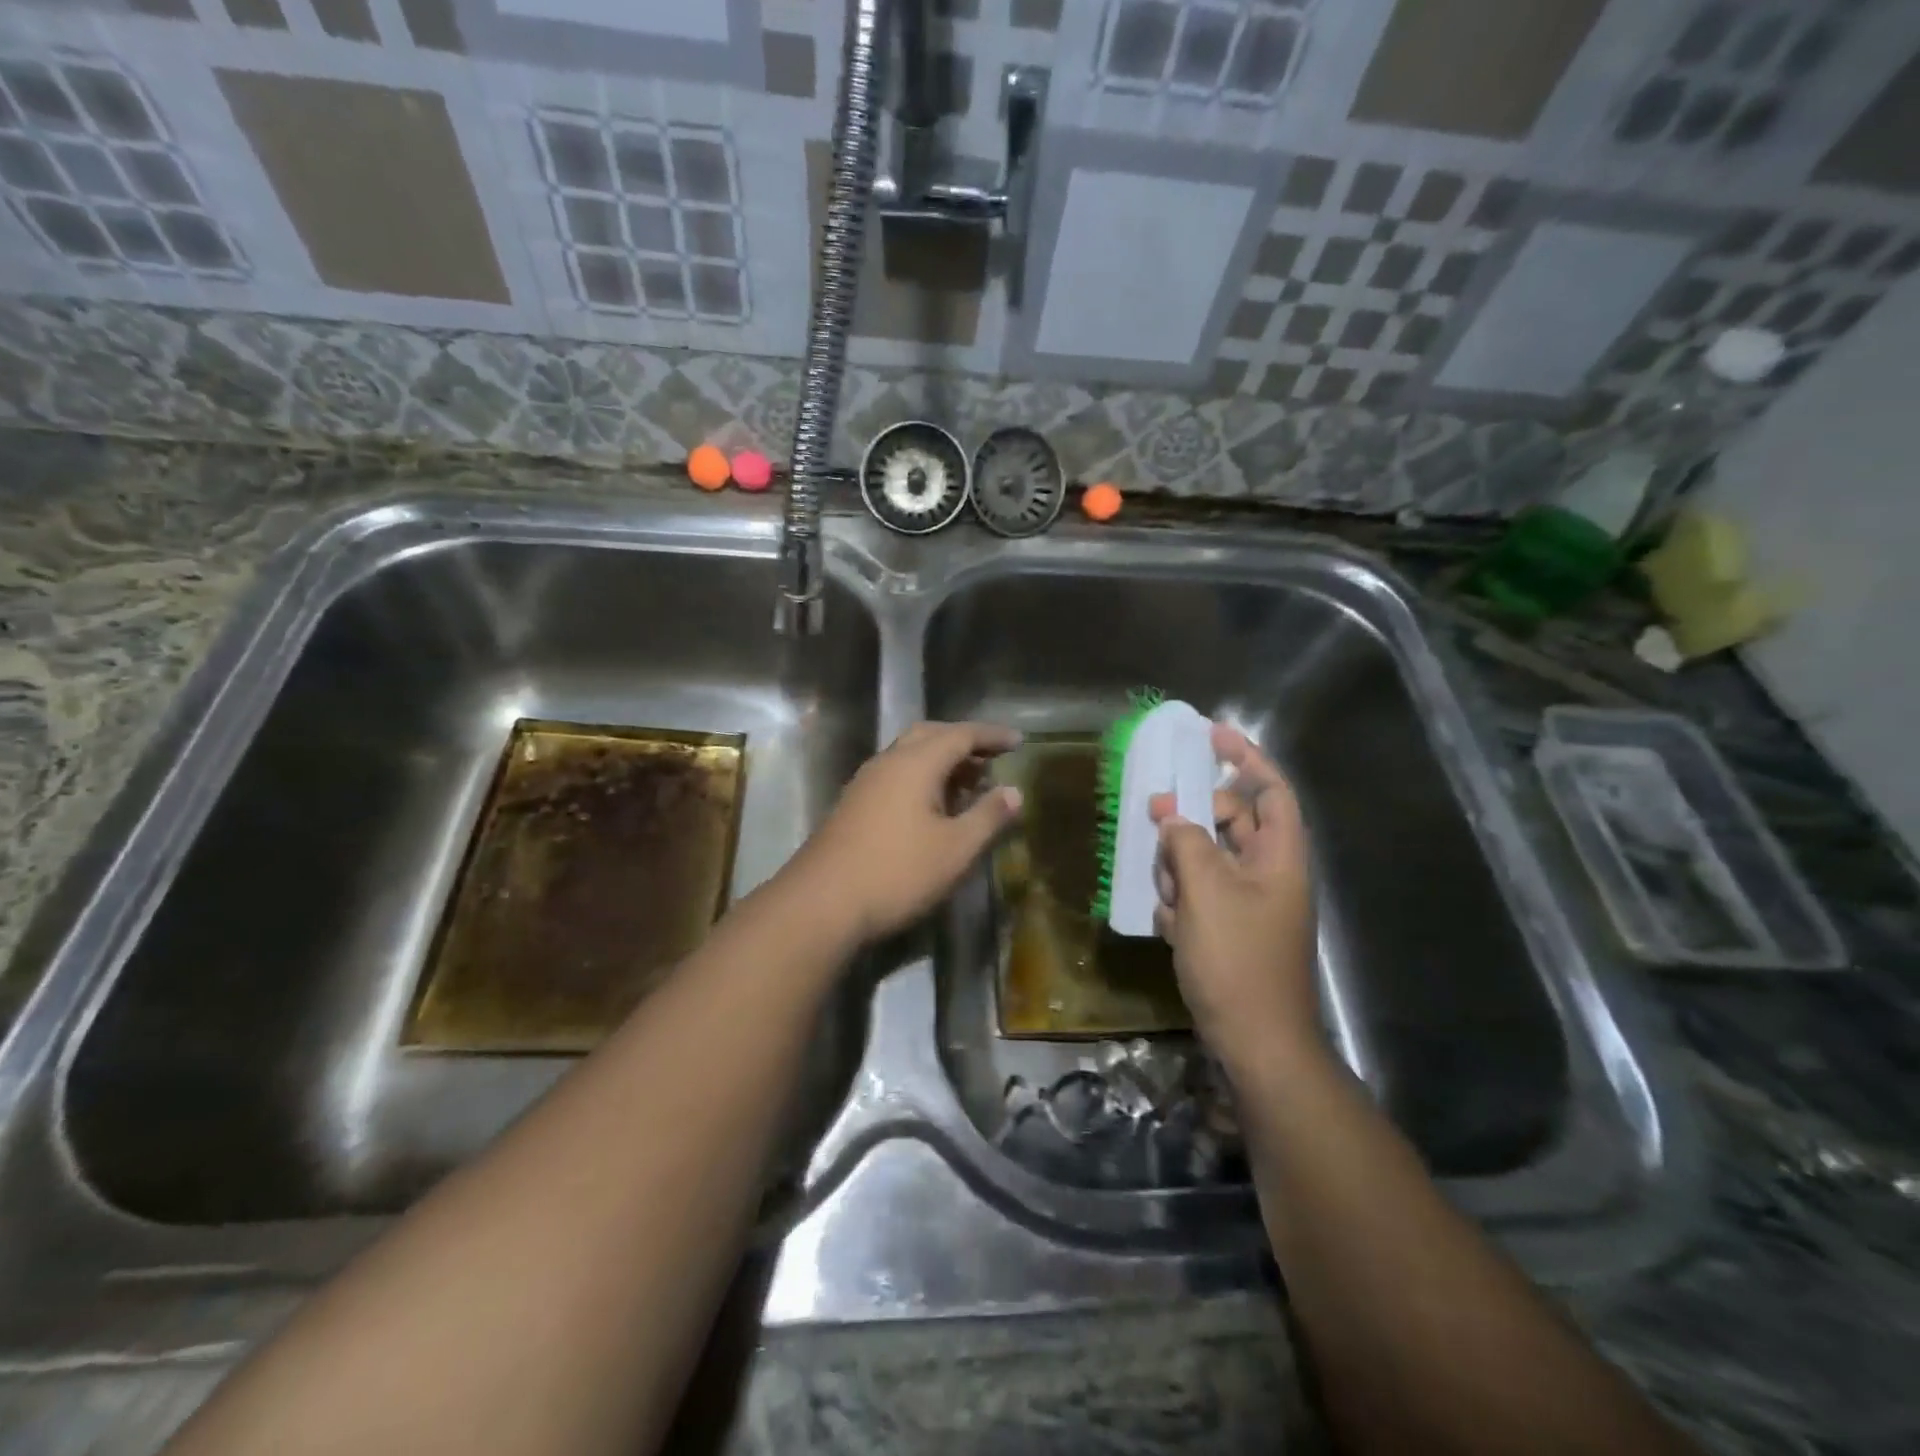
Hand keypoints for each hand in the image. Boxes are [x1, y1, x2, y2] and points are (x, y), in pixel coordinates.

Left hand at [785, 721, 1022, 945]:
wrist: (822, 903)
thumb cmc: (897, 872)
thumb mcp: (955, 849)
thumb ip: (988, 816)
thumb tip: (1014, 792)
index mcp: (915, 763)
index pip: (960, 734)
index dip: (992, 735)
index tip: (1018, 741)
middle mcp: (887, 762)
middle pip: (930, 735)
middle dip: (963, 742)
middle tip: (992, 757)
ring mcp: (865, 783)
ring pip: (909, 755)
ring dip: (941, 761)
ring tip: (970, 783)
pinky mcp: (853, 805)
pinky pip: (896, 775)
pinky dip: (922, 778)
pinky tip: (934, 808)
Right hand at [1148, 724, 1317, 1071]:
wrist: (1255, 1043)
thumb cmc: (1238, 961)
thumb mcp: (1206, 892)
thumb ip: (1186, 842)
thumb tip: (1170, 814)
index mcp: (1280, 857)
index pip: (1270, 790)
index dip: (1244, 757)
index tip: (1211, 733)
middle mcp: (1268, 873)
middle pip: (1227, 823)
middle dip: (1190, 823)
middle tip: (1154, 819)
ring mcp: (1248, 903)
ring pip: (1204, 859)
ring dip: (1179, 870)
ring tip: (1171, 900)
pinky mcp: (1228, 929)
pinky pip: (1198, 895)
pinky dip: (1181, 902)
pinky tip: (1174, 928)